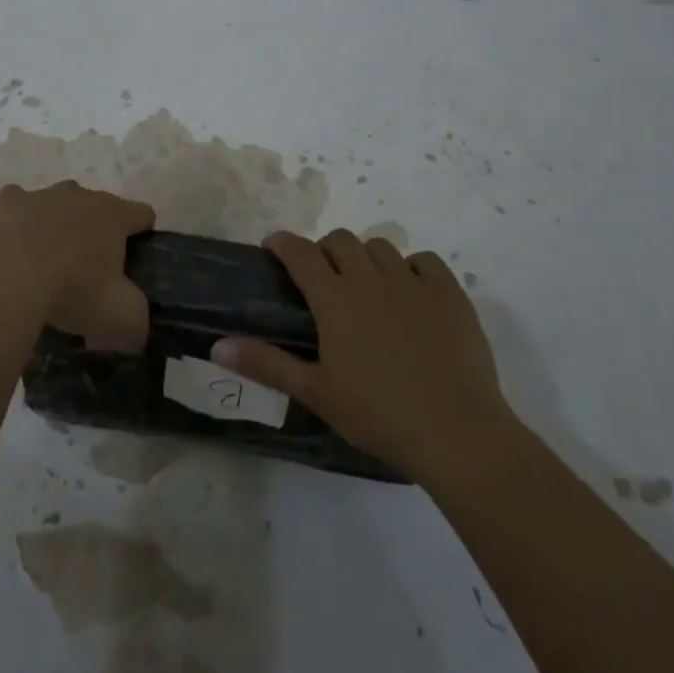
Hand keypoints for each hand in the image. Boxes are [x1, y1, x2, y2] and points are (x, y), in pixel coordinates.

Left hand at [0, 181, 154, 351]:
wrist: (6, 279)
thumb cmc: (72, 291)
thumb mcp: (122, 318)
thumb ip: (138, 322)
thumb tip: (135, 331)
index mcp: (114, 214)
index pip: (143, 214)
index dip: (143, 236)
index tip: (134, 264)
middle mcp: (80, 195)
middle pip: (97, 208)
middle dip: (96, 234)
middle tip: (87, 275)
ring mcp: (40, 195)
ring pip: (56, 206)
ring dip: (56, 228)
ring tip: (44, 267)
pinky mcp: (5, 202)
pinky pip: (17, 208)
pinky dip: (17, 225)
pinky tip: (11, 251)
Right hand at [212, 229, 517, 484]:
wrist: (455, 432)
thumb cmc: (378, 414)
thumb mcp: (316, 392)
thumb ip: (266, 364)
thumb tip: (217, 345)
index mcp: (335, 299)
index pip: (301, 253)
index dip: (284, 243)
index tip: (274, 246)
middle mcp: (371, 278)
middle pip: (341, 240)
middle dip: (325, 249)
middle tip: (322, 277)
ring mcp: (413, 282)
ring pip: (381, 246)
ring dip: (365, 257)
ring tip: (366, 286)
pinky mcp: (449, 294)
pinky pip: (425, 261)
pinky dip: (411, 268)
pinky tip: (410, 293)